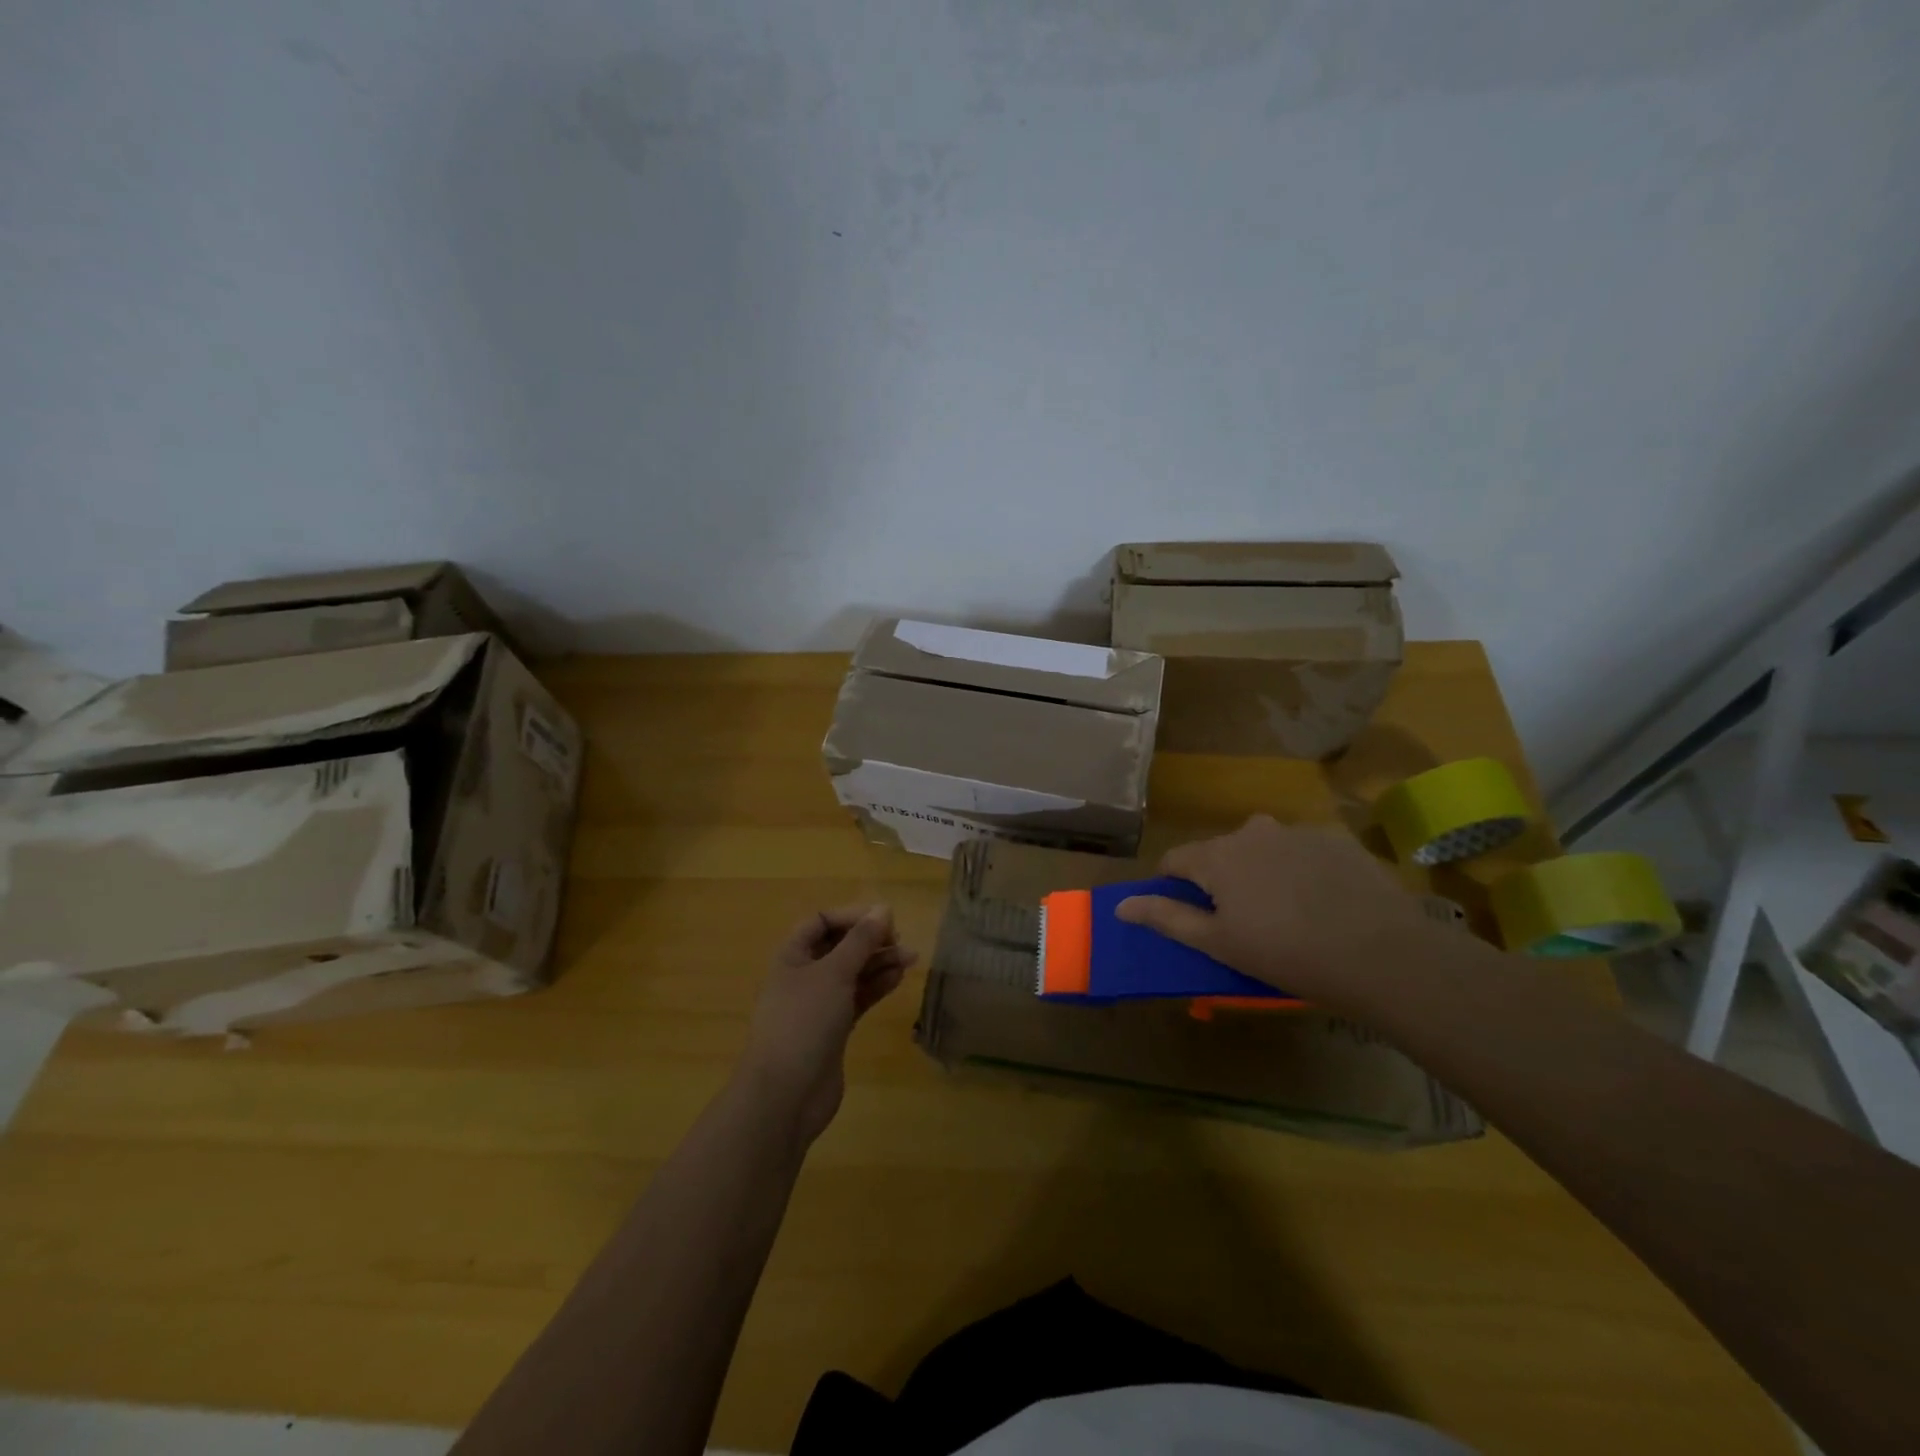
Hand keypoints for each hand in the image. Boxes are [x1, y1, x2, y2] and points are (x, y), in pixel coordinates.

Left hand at [740, 905, 915, 1143]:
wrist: (786, 1095)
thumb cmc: (804, 1022)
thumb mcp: (833, 973)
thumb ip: (860, 941)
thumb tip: (883, 909)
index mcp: (792, 956)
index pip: (821, 922)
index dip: (851, 916)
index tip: (883, 918)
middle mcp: (804, 976)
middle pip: (839, 947)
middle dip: (869, 940)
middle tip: (899, 939)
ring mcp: (819, 1005)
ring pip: (852, 973)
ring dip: (879, 962)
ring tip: (911, 957)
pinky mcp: (834, 1030)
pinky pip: (858, 998)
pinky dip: (876, 986)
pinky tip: (898, 978)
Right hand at [1115, 815, 1438, 1013]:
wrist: (1382, 954)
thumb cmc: (1287, 954)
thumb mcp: (1218, 944)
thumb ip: (1166, 918)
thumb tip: (1120, 905)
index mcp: (1217, 856)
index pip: (1175, 860)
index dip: (1171, 884)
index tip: (1183, 912)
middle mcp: (1251, 831)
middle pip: (1219, 851)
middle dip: (1219, 879)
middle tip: (1240, 920)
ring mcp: (1297, 831)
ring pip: (1262, 847)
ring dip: (1260, 870)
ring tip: (1284, 911)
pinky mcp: (1337, 839)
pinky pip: (1302, 850)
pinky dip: (1299, 869)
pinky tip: (1322, 902)